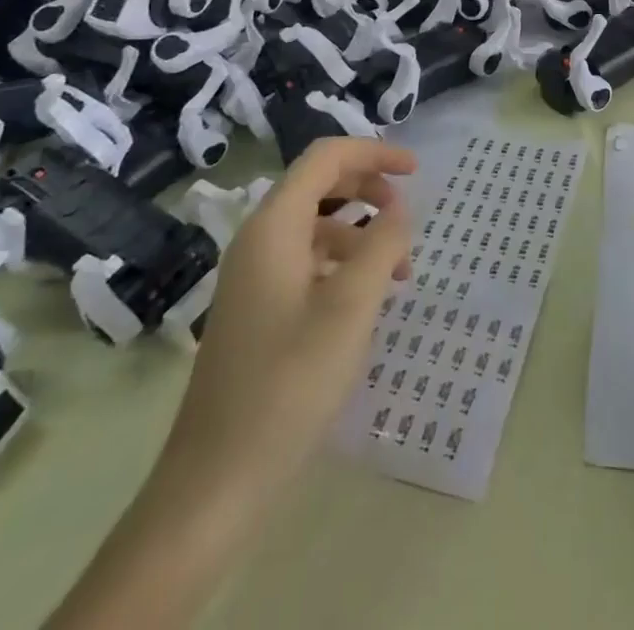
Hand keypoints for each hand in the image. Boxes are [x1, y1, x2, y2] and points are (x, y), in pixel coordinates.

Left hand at [160, 136, 415, 512]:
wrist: (216, 481)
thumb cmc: (289, 384)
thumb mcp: (352, 308)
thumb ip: (383, 246)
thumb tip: (399, 209)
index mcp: (274, 227)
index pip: (326, 158)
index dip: (374, 153)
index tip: (417, 171)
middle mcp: (259, 240)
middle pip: (319, 186)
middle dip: (369, 188)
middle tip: (409, 216)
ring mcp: (254, 277)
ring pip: (316, 226)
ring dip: (361, 233)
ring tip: (400, 271)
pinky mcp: (258, 309)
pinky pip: (307, 262)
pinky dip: (344, 264)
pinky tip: (368, 299)